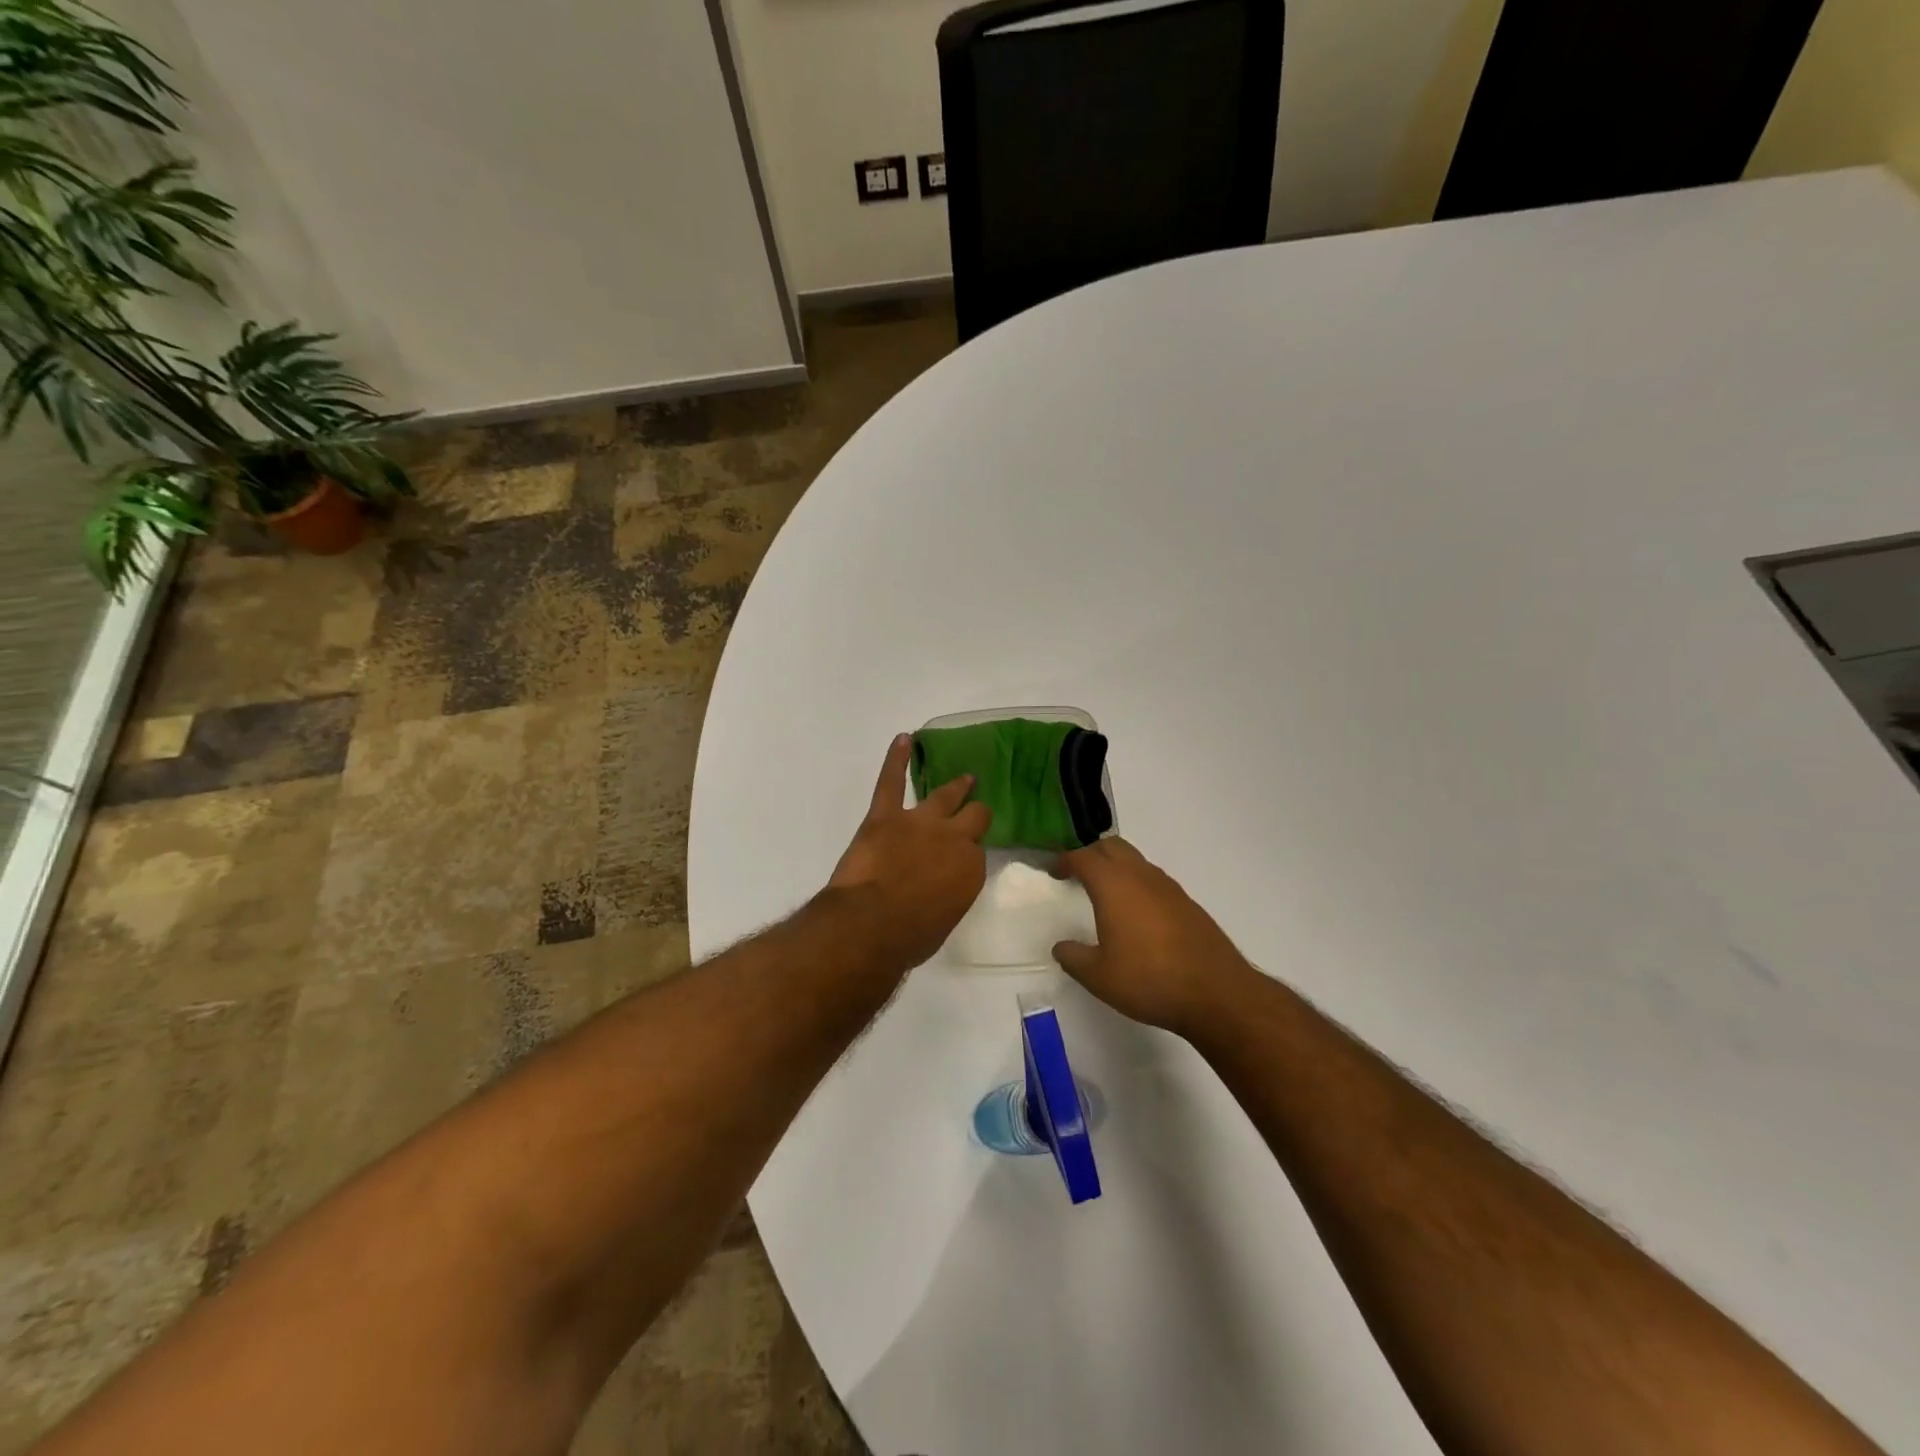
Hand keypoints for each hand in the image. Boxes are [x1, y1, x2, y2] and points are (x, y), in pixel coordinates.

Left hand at [827, 734, 991, 968]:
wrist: (871, 924)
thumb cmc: (909, 936)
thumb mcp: (943, 920)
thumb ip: (947, 895)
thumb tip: (937, 888)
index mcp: (970, 870)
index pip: (977, 854)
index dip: (969, 854)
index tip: (964, 857)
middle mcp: (953, 839)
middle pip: (973, 817)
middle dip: (974, 813)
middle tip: (975, 809)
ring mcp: (920, 822)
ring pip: (942, 796)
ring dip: (954, 787)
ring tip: (962, 778)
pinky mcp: (885, 815)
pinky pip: (892, 781)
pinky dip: (895, 759)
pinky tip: (903, 740)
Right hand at [1051, 838, 1255, 1036]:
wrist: (1217, 993)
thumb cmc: (1149, 980)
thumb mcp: (1098, 976)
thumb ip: (1074, 958)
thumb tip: (1061, 947)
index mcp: (1114, 885)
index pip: (1083, 857)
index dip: (1065, 860)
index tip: (1055, 871)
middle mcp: (1141, 876)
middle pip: (1112, 847)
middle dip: (1091, 854)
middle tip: (1077, 873)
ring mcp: (1168, 888)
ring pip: (1136, 861)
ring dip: (1116, 867)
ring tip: (1104, 892)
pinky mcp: (1187, 904)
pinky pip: (1153, 880)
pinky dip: (1137, 884)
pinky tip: (1136, 914)